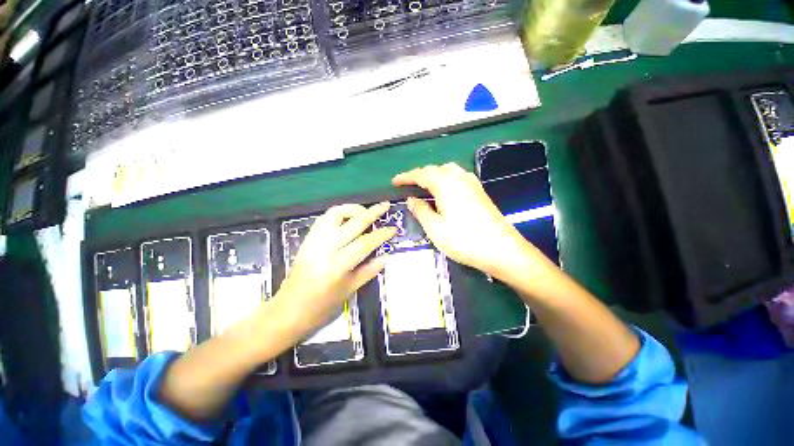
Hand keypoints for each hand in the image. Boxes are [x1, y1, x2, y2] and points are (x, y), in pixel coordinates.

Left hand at [273, 203, 396, 341]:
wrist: (288, 310)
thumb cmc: (321, 307)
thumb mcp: (349, 291)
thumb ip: (369, 270)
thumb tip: (387, 256)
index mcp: (337, 266)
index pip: (364, 243)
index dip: (381, 234)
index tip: (394, 228)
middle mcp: (325, 248)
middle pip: (352, 223)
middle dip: (372, 212)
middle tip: (385, 205)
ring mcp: (313, 241)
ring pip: (335, 214)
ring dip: (353, 208)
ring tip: (366, 211)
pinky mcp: (307, 239)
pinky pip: (324, 218)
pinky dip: (339, 213)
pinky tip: (348, 217)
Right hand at [393, 163, 544, 279]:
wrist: (502, 250)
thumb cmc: (464, 240)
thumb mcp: (435, 229)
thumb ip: (421, 211)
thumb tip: (411, 199)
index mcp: (446, 184)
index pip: (421, 175)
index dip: (406, 177)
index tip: (394, 182)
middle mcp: (459, 178)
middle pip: (435, 170)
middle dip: (420, 175)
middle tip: (408, 186)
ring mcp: (472, 184)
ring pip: (448, 171)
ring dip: (434, 175)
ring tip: (425, 187)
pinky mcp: (480, 192)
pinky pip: (458, 177)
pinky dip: (446, 179)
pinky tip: (445, 191)